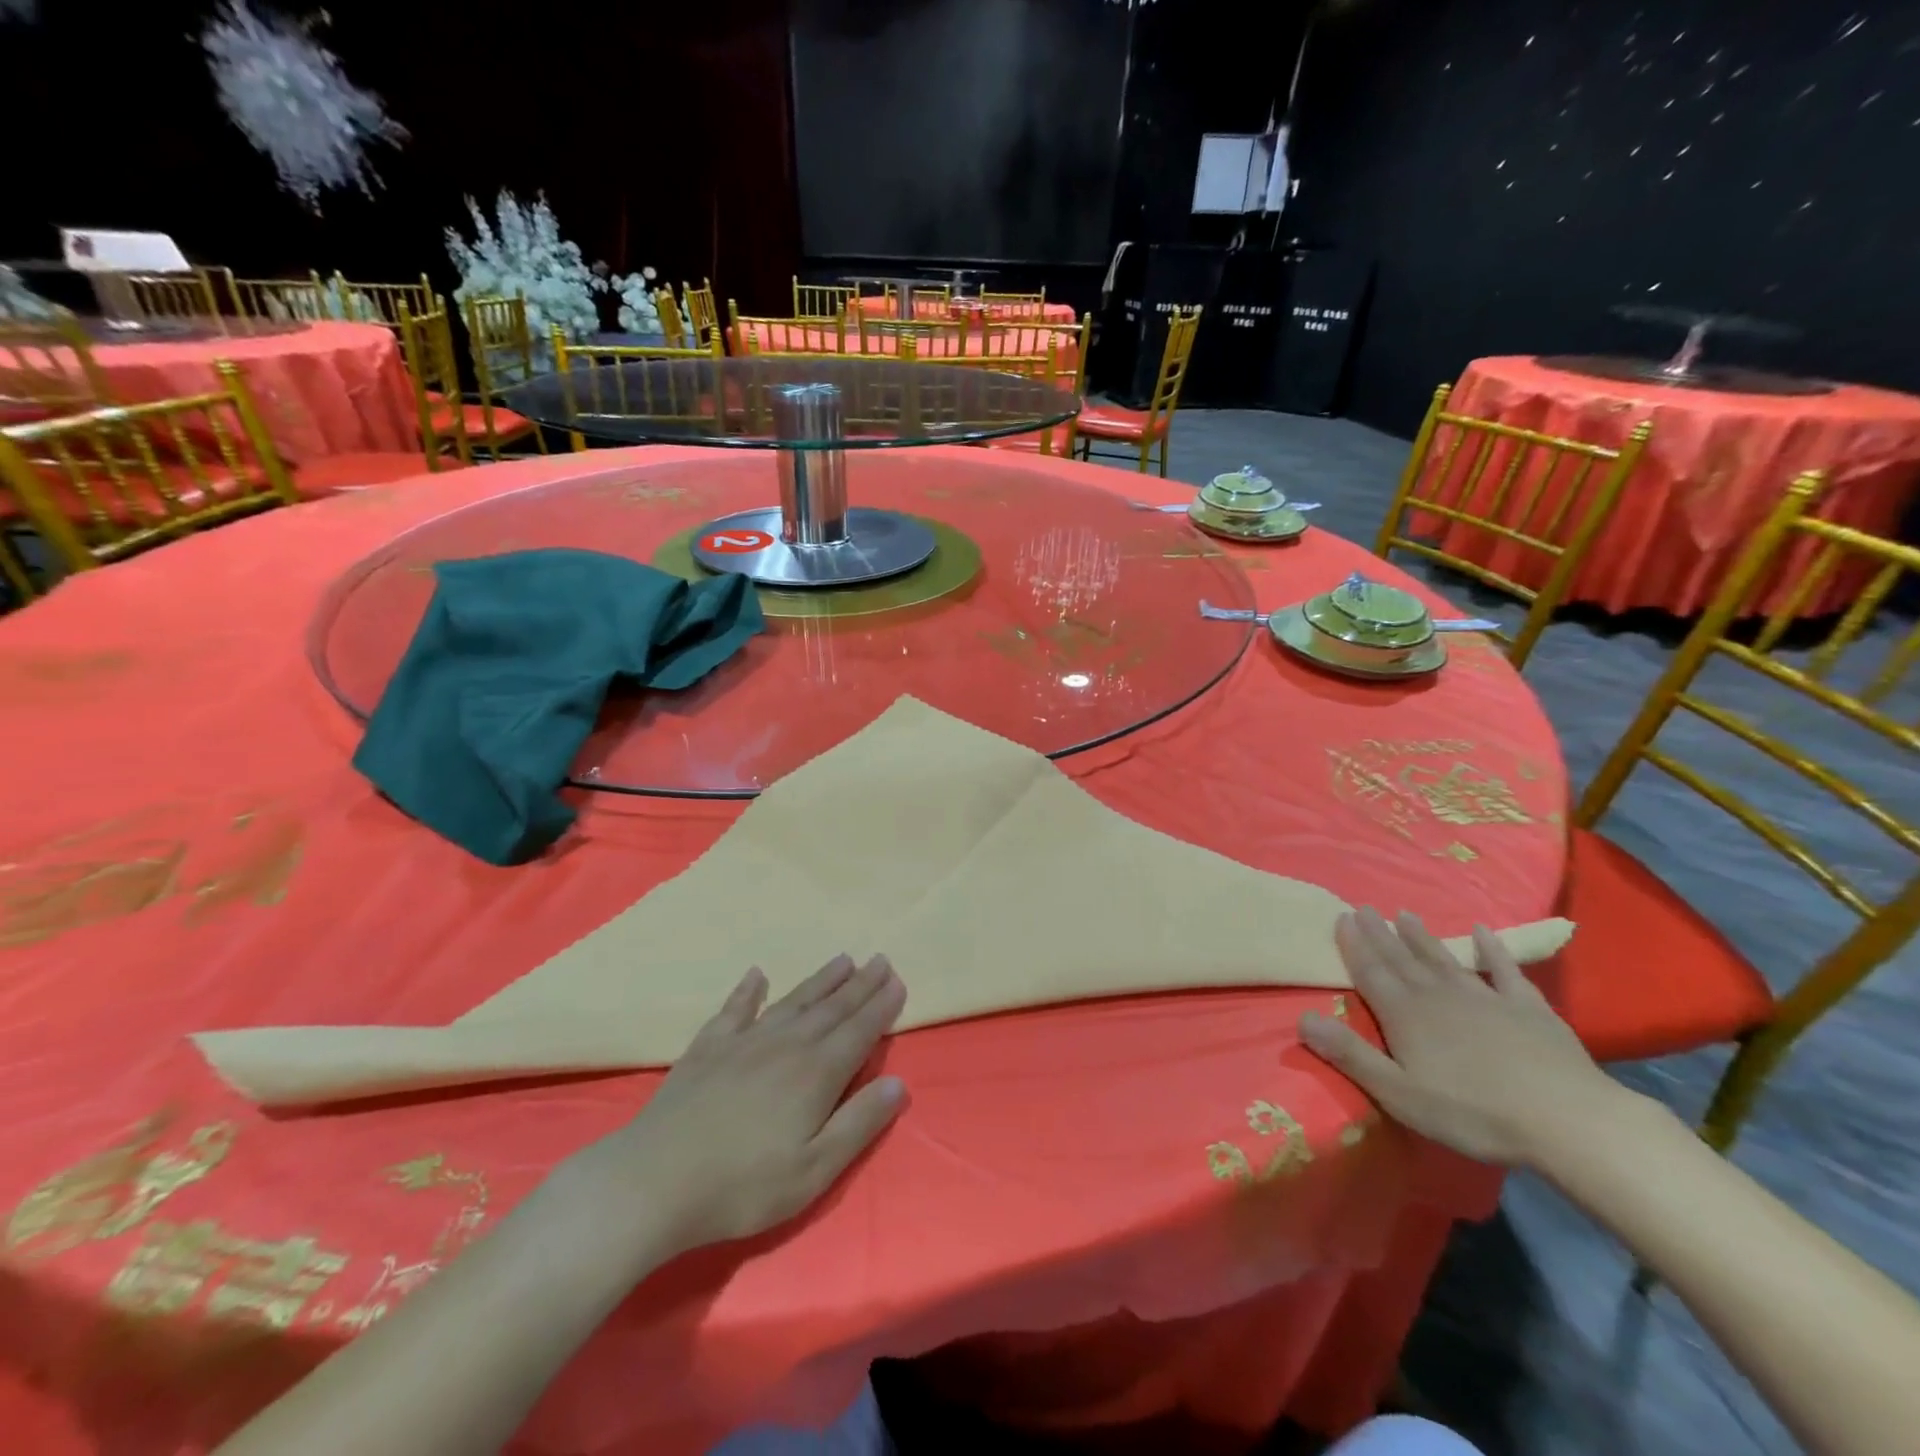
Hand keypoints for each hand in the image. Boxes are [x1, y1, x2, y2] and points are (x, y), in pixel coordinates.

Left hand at [581, 953, 907, 1254]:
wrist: (654, 1181)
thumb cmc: (743, 1186)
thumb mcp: (814, 1170)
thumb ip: (858, 1124)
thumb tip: (898, 1084)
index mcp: (816, 1073)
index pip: (859, 1031)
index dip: (881, 1006)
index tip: (898, 981)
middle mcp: (786, 1045)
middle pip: (832, 1008)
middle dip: (860, 984)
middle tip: (881, 959)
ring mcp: (744, 1042)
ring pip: (793, 1001)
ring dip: (820, 980)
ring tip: (843, 959)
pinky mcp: (708, 1048)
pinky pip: (735, 1009)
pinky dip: (748, 990)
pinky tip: (756, 975)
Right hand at [1298, 908, 1623, 1167]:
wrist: (1568, 1121)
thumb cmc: (1474, 1113)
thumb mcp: (1399, 1093)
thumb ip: (1350, 1055)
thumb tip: (1303, 1018)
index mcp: (1405, 1015)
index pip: (1371, 972)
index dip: (1354, 946)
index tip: (1343, 917)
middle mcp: (1439, 996)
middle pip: (1403, 960)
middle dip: (1381, 934)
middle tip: (1366, 908)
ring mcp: (1486, 998)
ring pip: (1445, 960)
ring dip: (1423, 938)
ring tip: (1406, 914)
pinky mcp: (1529, 1009)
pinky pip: (1505, 971)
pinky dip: (1493, 951)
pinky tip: (1483, 933)